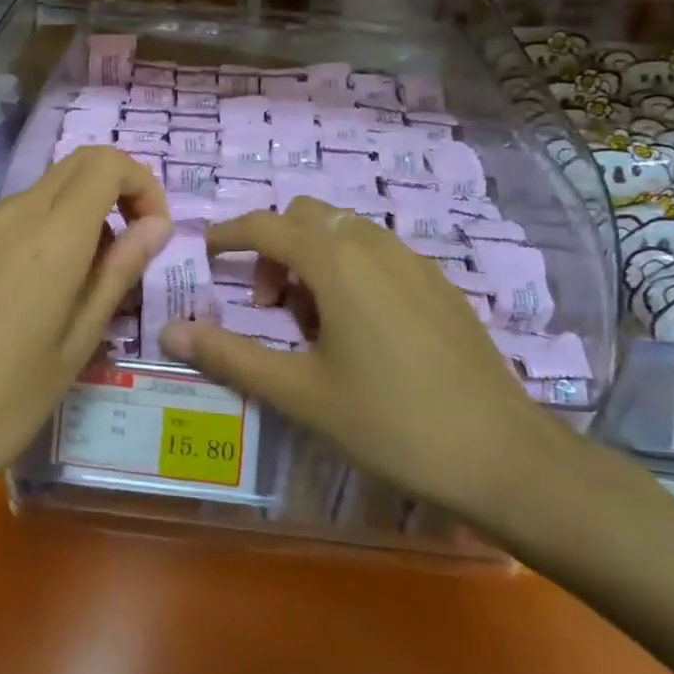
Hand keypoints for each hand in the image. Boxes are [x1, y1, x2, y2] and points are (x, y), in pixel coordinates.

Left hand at [0, 147, 171, 514]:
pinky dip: (20, 242)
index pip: (107, 163)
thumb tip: (156, 225)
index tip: (148, 232)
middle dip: (109, 197)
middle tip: (113, 259)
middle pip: (73, 168)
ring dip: (63, 226)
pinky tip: (2, 304)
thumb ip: (117, 273)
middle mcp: (7, 214)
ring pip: (33, 200)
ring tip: (55, 297)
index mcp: (51, 238)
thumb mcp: (74, 347)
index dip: (140, 184)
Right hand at [160, 197, 560, 536]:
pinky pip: (377, 251)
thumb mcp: (300, 394)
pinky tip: (361, 329)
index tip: (206, 256)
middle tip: (268, 306)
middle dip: (272, 248)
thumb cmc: (390, 423)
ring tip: (313, 322)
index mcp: (335, 261)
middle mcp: (372, 244)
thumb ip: (230, 356)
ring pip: (342, 231)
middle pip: (304, 216)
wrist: (504, 456)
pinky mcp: (438, 282)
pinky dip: (348, 267)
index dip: (228, 235)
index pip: (265, 225)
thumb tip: (170, 331)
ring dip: (311, 256)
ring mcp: (412, 260)